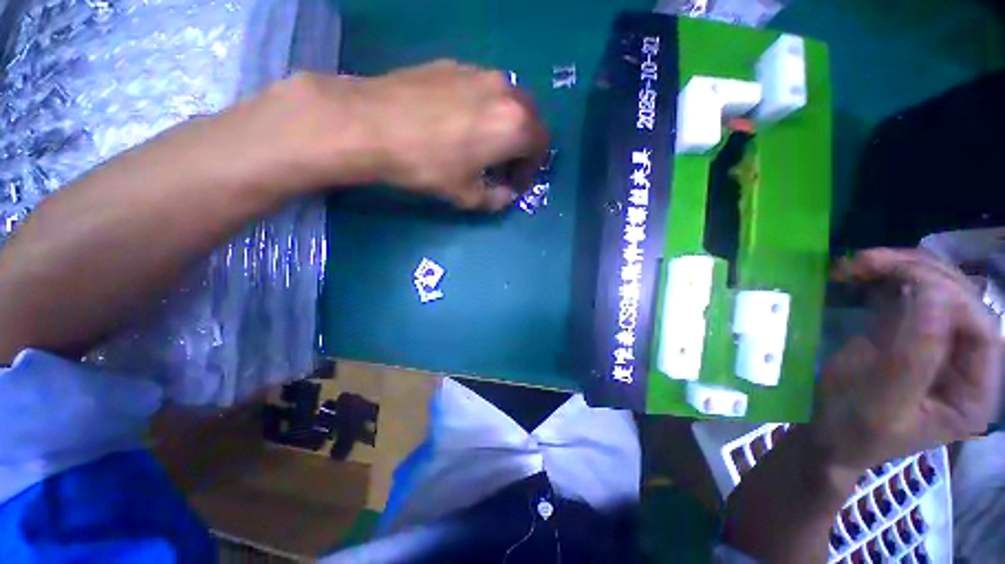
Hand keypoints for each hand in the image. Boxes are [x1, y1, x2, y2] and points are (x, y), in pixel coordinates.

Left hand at [252, 61, 549, 209]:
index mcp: (515, 125)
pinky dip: (484, 110)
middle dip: (522, 146)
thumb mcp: (467, 195)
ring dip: (504, 126)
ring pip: (507, 101)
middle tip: (503, 165)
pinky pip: (482, 90)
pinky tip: (460, 124)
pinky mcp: (454, 65)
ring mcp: (479, 72)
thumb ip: (496, 199)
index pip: (540, 146)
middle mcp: (505, 91)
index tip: (514, 183)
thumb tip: (507, 196)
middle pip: (529, 120)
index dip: (531, 169)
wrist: (373, 123)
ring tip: (483, 145)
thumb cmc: (429, 165)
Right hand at [810, 248, 1001, 473]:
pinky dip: (883, 277)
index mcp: (974, 390)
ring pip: (933, 288)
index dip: (949, 297)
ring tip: (857, 263)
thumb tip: (932, 295)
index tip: (900, 280)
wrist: (825, 434)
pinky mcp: (906, 333)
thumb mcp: (883, 402)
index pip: (981, 330)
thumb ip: (914, 355)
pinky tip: (858, 274)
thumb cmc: (853, 429)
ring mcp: (935, 344)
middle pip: (959, 300)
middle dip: (918, 273)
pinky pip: (905, 294)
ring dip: (898, 268)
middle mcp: (964, 362)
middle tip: (866, 261)